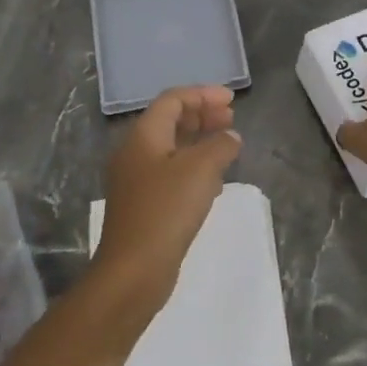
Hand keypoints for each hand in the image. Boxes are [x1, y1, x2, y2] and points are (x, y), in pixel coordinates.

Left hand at [95, 86, 242, 307]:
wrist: (133, 271)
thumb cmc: (166, 211)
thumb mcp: (201, 170)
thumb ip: (220, 146)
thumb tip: (230, 138)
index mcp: (143, 137)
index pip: (172, 100)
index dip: (202, 95)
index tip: (232, 100)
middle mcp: (135, 153)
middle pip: (170, 121)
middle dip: (202, 115)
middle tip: (231, 118)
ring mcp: (137, 181)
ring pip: (172, 148)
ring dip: (200, 141)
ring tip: (228, 144)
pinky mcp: (144, 205)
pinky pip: (171, 173)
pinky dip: (194, 167)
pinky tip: (215, 180)